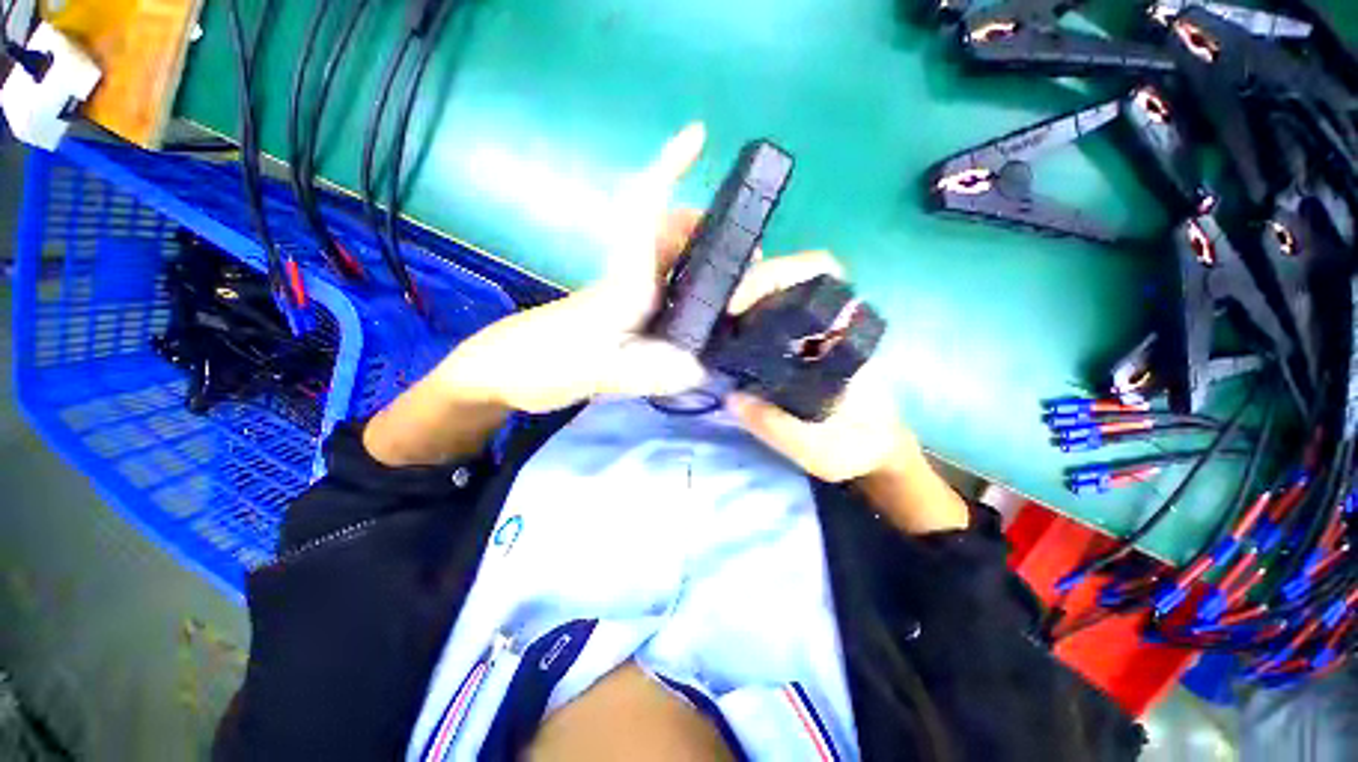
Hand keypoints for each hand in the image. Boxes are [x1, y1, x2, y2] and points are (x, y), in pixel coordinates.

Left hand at [433, 125, 714, 413]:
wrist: (506, 372)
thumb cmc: (542, 362)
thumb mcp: (596, 370)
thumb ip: (646, 372)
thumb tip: (699, 369)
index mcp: (625, 280)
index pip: (643, 209)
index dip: (666, 168)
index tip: (697, 135)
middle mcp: (630, 278)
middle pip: (670, 231)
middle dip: (709, 230)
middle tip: (747, 257)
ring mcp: (628, 294)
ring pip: (670, 258)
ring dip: (704, 259)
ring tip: (736, 287)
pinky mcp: (625, 312)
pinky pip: (665, 286)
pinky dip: (690, 287)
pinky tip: (705, 313)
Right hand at [723, 251, 913, 482]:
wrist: (874, 453)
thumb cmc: (856, 448)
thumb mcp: (815, 447)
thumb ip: (773, 424)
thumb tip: (730, 396)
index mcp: (843, 336)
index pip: (820, 273)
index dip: (776, 274)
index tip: (738, 305)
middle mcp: (829, 323)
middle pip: (793, 273)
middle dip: (752, 281)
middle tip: (719, 310)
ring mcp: (814, 332)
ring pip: (780, 293)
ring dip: (746, 298)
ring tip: (717, 321)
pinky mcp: (801, 346)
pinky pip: (773, 318)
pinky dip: (747, 318)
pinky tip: (727, 337)